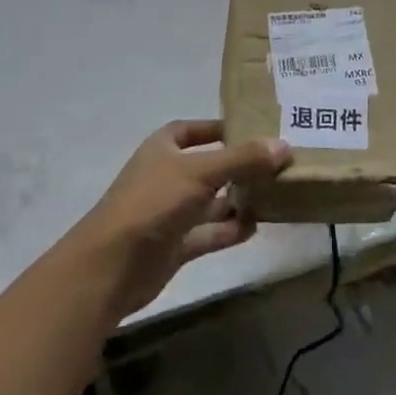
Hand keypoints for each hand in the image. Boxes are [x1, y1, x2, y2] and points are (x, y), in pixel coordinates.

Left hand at [70, 120, 291, 318]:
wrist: (111, 266)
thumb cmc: (153, 203)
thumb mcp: (200, 172)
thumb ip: (242, 159)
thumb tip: (283, 146)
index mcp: (162, 149)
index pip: (191, 130)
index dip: (218, 128)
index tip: (252, 129)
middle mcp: (167, 177)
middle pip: (208, 166)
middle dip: (238, 165)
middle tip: (276, 164)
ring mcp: (170, 213)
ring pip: (211, 201)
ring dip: (238, 198)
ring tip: (275, 194)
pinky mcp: (176, 245)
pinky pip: (210, 233)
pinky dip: (231, 230)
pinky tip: (257, 225)